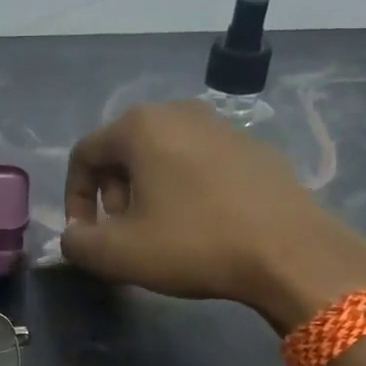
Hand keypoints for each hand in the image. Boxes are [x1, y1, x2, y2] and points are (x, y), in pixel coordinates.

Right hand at [62, 100, 365, 329]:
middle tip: (123, 234)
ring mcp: (222, 125)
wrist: (291, 252)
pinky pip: (199, 163)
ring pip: (162, 156)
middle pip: (123, 151)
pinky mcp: (254, 147)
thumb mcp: (117, 254)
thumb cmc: (193, 244)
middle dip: (112, 195)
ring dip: (147, 192)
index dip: (75, 199)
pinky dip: (184, 188)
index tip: (86, 237)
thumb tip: (74, 236)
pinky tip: (201, 225)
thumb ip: (76, 243)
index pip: (84, 155)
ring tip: (160, 232)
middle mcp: (179, 111)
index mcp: (140, 126)